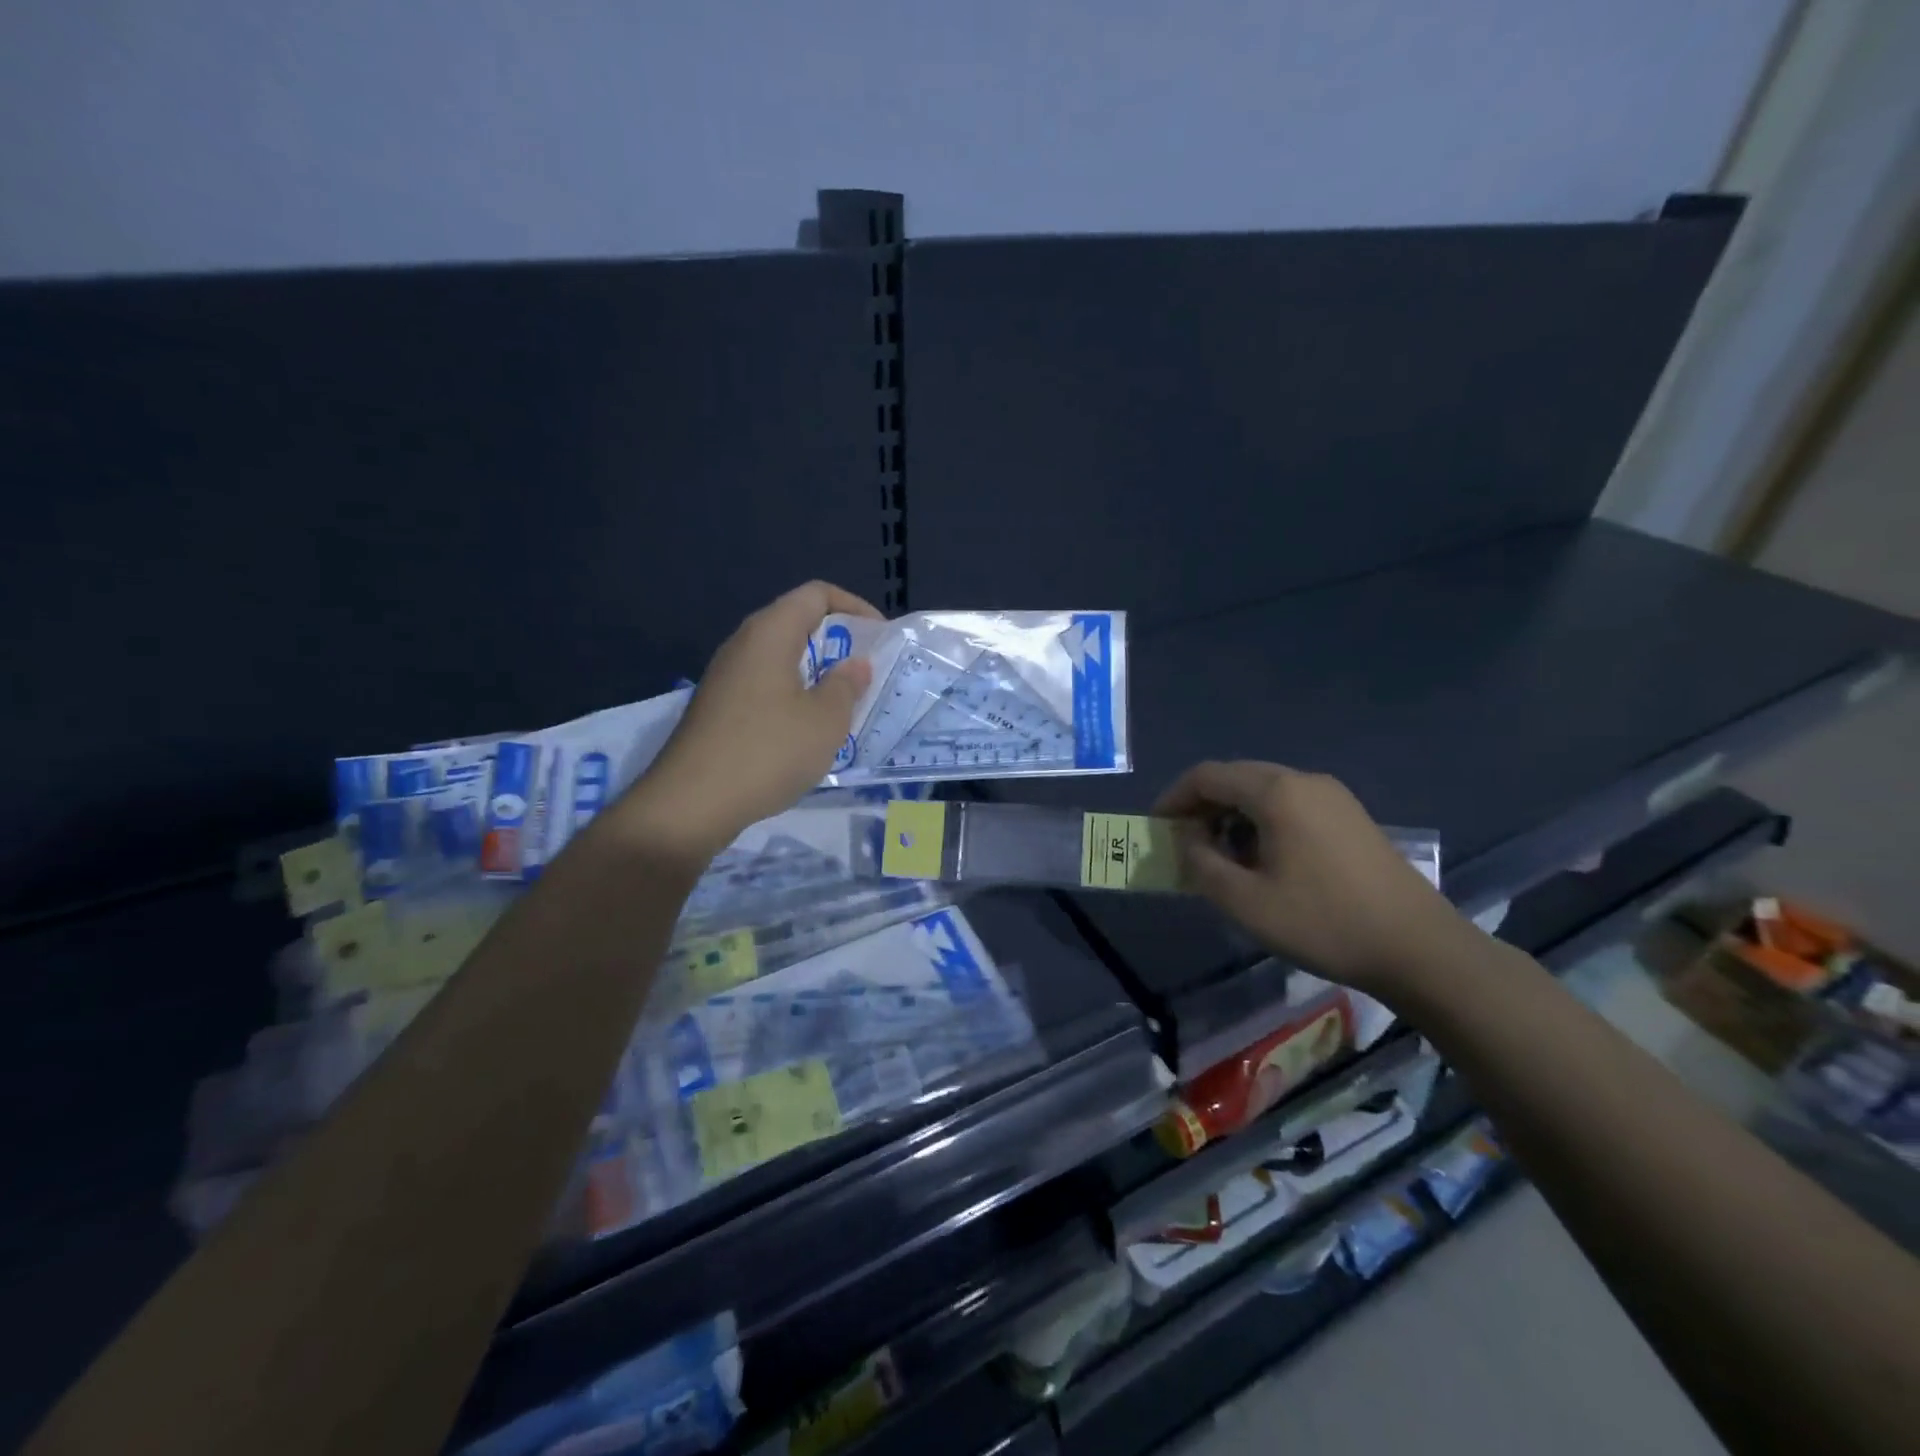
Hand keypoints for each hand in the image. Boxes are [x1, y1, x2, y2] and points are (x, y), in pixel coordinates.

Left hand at [612, 581, 879, 859]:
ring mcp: (726, 677)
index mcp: (770, 633)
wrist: (692, 802)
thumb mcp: (825, 720)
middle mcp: (743, 645)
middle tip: (867, 673)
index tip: (880, 637)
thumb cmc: (768, 752)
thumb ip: (846, 685)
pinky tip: (807, 731)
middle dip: (838, 643)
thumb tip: (855, 663)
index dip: (854, 607)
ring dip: (816, 673)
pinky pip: (765, 685)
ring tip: (844, 704)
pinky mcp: (718, 708)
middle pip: (797, 623)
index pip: (816, 594)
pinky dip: (794, 695)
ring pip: (780, 658)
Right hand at [1155, 760, 1468, 995]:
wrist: (1419, 948)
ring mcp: (1333, 796)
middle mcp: (1304, 781)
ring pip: (1263, 790)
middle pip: (1235, 777)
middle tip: (1185, 844)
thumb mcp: (1246, 901)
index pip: (1207, 776)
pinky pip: (1290, 804)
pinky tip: (1264, 859)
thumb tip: (1187, 838)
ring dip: (1232, 815)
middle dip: (1202, 806)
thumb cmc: (1324, 922)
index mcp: (1276, 792)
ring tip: (1222, 857)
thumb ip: (1201, 863)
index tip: (1157, 828)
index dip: (1174, 798)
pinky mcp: (1350, 816)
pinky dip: (1262, 821)